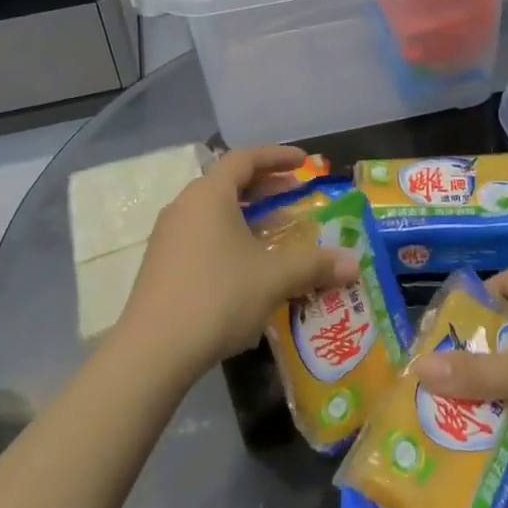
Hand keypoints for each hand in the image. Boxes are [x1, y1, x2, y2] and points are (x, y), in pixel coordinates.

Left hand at [114, 145, 357, 382]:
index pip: (245, 158)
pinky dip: (229, 234)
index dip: (277, 156)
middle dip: (265, 185)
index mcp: (209, 195)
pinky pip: (201, 233)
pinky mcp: (161, 263)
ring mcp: (168, 236)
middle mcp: (185, 206)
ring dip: (247, 213)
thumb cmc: (217, 297)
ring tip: (276, 229)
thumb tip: (355, 263)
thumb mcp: (273, 279)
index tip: (304, 163)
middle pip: (228, 182)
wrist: (153, 351)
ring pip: (214, 210)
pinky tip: (247, 263)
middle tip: (295, 193)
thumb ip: (314, 265)